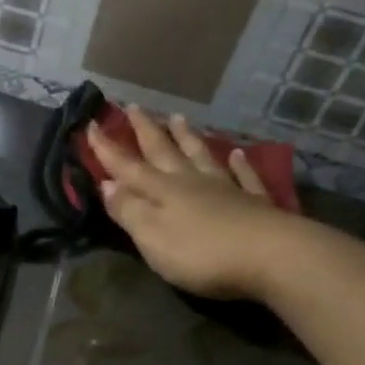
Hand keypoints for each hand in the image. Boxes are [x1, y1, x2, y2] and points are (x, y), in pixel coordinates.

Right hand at [86, 107, 287, 300]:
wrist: (272, 257)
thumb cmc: (202, 253)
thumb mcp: (152, 236)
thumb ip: (129, 209)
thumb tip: (106, 183)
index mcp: (162, 191)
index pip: (127, 166)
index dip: (107, 148)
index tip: (91, 124)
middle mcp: (190, 182)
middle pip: (164, 152)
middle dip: (146, 130)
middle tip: (134, 106)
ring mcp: (226, 190)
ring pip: (201, 156)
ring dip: (187, 137)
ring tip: (178, 117)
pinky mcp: (256, 204)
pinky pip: (244, 176)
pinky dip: (239, 163)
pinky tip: (237, 153)